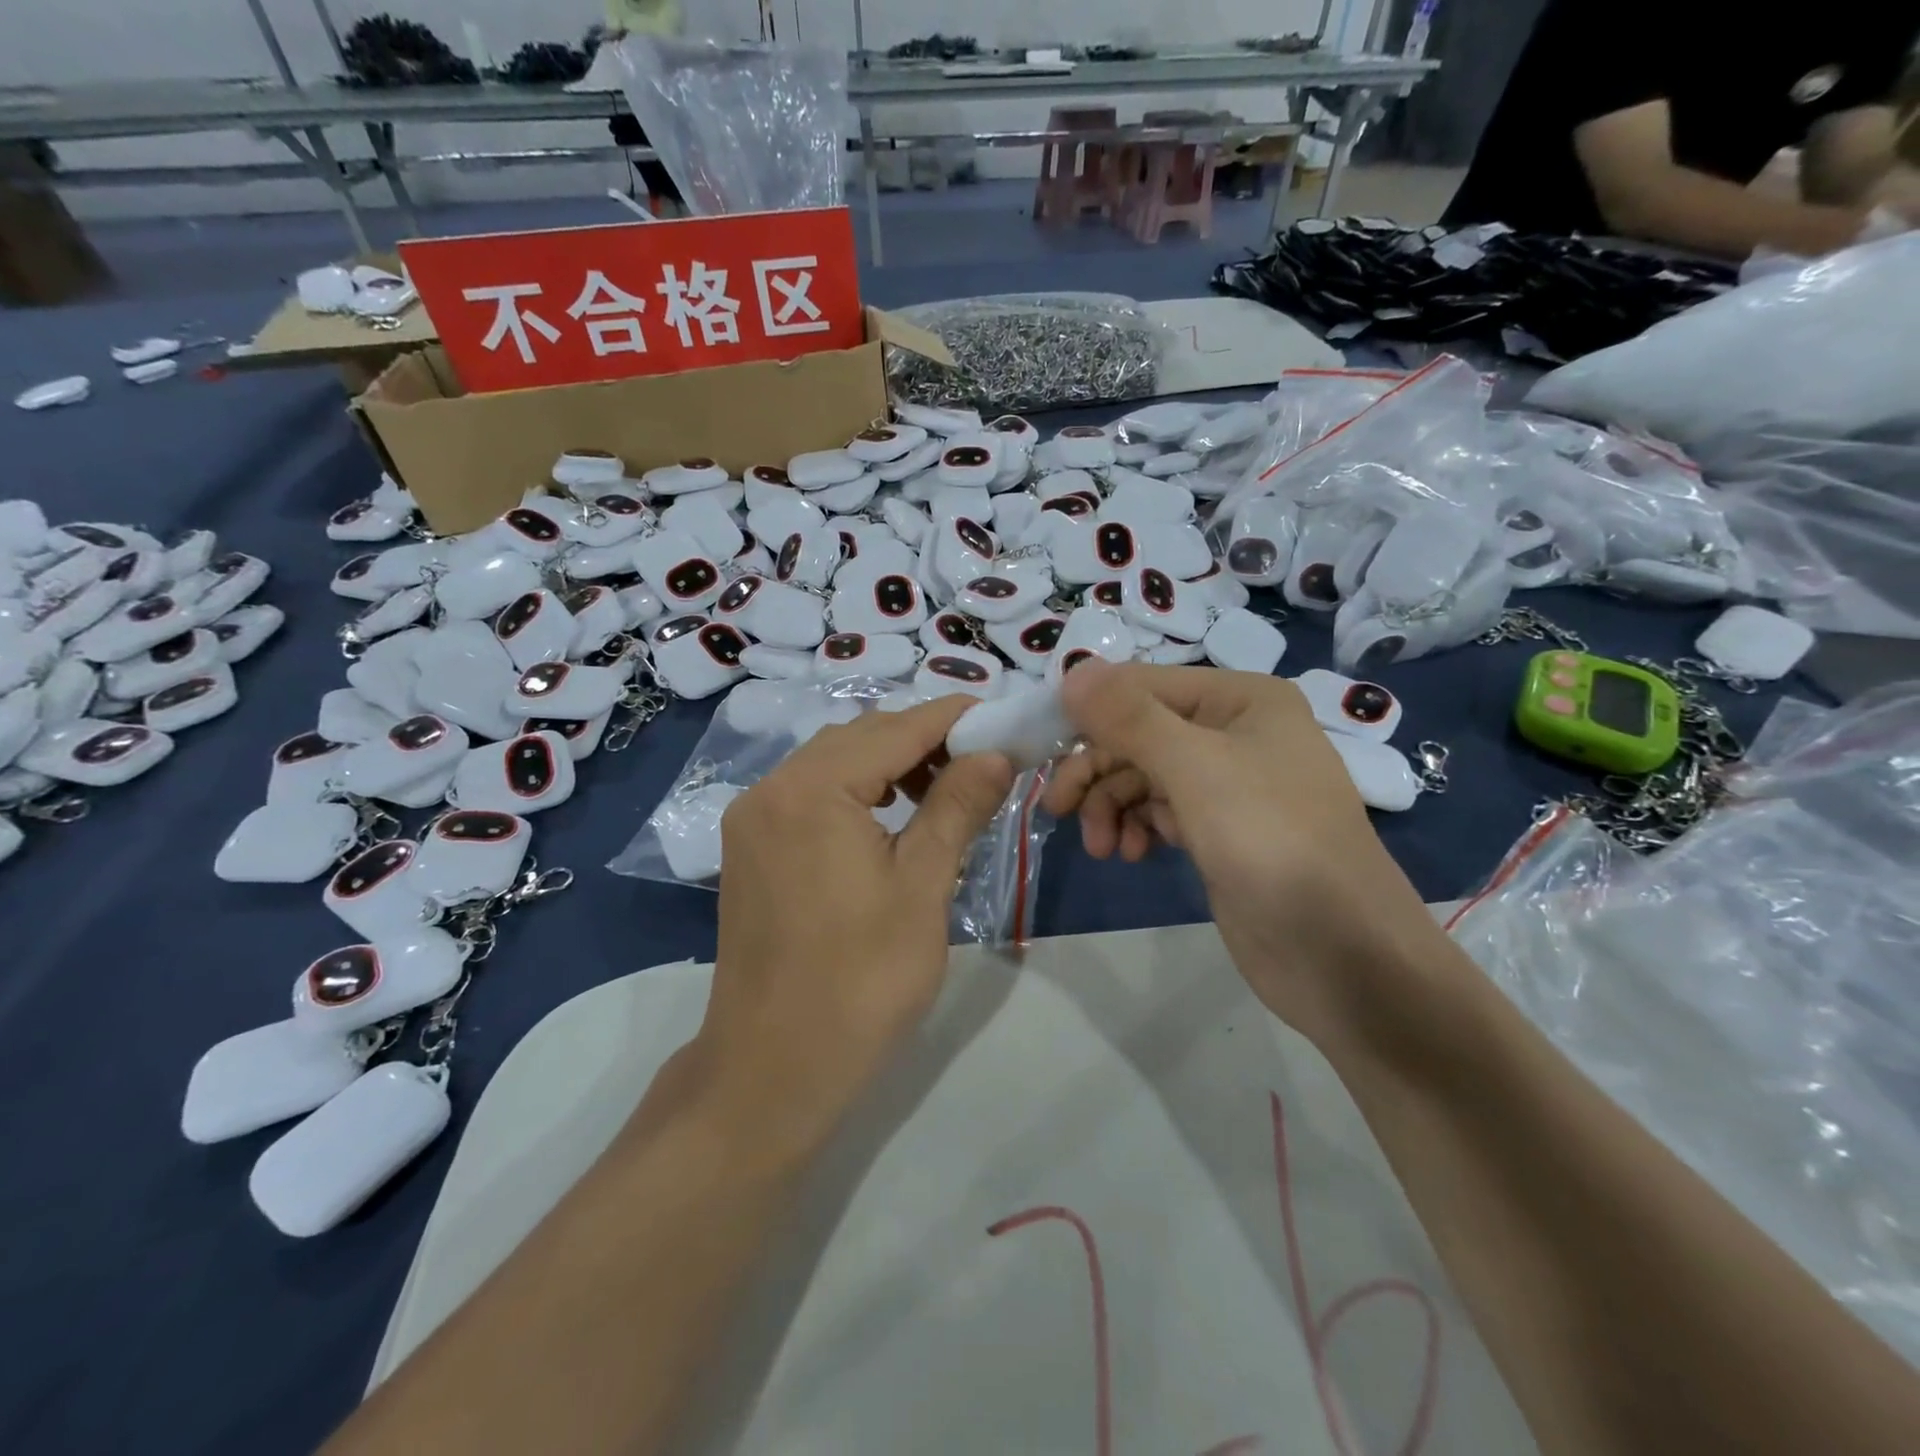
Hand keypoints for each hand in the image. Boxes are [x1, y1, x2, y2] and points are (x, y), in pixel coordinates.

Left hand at [689, 697, 1013, 1155]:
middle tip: (980, 762)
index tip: (1000, 717)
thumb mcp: (923, 887)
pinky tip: (889, 817)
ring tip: (942, 791)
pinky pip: (810, 793)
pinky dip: (855, 790)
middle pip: (859, 737)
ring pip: (832, 762)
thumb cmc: (861, 981)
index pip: (895, 729)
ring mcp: (753, 818)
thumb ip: (957, 807)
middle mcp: (771, 788)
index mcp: (812, 790)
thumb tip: (996, 754)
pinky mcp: (749, 847)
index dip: (952, 718)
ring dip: (888, 763)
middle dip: (922, 740)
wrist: (773, 1068)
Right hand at [1043, 662, 1450, 1054]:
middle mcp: (1235, 732)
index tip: (1039, 749)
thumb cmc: (1272, 843)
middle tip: (1059, 810)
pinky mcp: (1220, 831)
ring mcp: (1229, 785)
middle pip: (1139, 733)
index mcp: (1241, 700)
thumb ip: (1129, 718)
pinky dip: (1136, 827)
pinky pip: (1160, 811)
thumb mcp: (1195, 770)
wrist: (1342, 955)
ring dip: (1112, 805)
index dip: (1088, 712)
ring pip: (1144, 776)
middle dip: (1097, 771)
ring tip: (1102, 848)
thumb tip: (1071, 671)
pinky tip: (1129, 853)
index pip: (1143, 685)